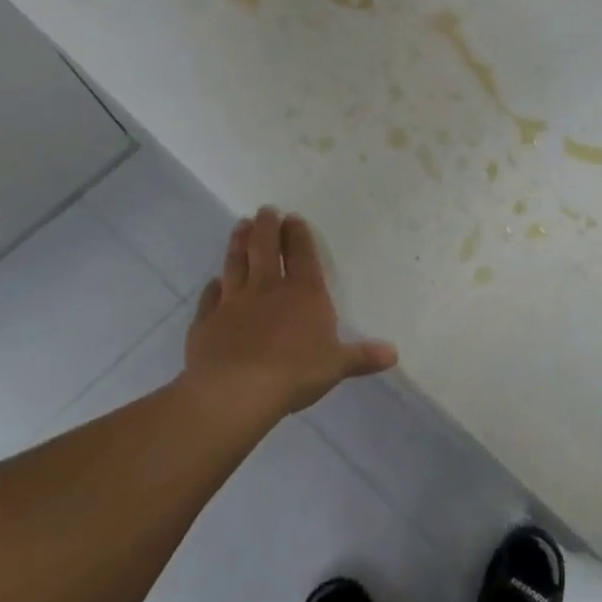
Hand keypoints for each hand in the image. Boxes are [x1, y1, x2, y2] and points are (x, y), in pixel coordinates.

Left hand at [180, 208, 397, 423]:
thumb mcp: (337, 365)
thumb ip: (362, 356)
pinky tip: (213, 282)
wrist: (236, 391)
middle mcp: (268, 289)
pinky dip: (212, 288)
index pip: (302, 256)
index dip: (298, 235)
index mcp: (304, 293)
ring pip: (235, 264)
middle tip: (265, 211)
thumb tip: (393, 354)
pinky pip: (210, 298)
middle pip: (265, 249)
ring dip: (238, 244)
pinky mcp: (207, 322)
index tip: (292, 217)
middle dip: (266, 227)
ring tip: (240, 226)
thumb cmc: (295, 373)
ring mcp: (234, 303)